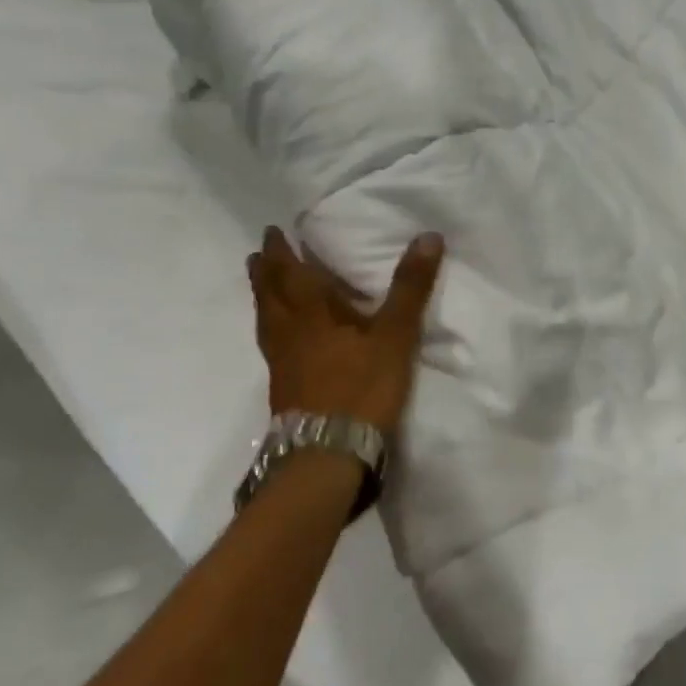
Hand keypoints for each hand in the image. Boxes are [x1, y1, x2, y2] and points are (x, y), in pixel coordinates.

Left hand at [247, 227, 444, 436]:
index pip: (290, 274)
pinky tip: (284, 338)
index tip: (272, 231)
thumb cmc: (360, 388)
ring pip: (267, 322)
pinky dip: (273, 328)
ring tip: (265, 288)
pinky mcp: (284, 388)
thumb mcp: (395, 334)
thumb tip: (428, 236)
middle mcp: (288, 333)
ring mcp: (282, 363)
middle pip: (269, 296)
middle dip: (265, 272)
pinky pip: (272, 344)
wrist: (327, 454)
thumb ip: (409, 287)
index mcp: (310, 314)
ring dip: (264, 299)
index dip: (281, 252)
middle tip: (258, 254)